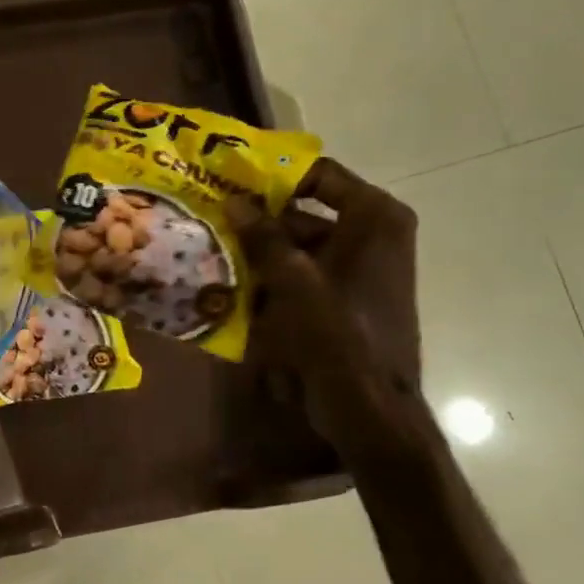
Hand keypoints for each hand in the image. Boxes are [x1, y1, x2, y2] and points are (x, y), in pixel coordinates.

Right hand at [232, 158, 421, 456]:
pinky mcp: (341, 299)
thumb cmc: (337, 335)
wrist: (369, 408)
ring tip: (209, 246)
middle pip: (304, 212)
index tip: (228, 178)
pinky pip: (300, 274)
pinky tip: (229, 282)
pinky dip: (269, 276)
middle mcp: (371, 235)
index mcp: (374, 218)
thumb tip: (232, 200)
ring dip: (257, 249)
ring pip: (297, 245)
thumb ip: (262, 236)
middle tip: (209, 213)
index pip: (319, 175)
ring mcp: (357, 269)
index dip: (274, 175)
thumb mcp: (293, 280)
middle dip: (257, 217)